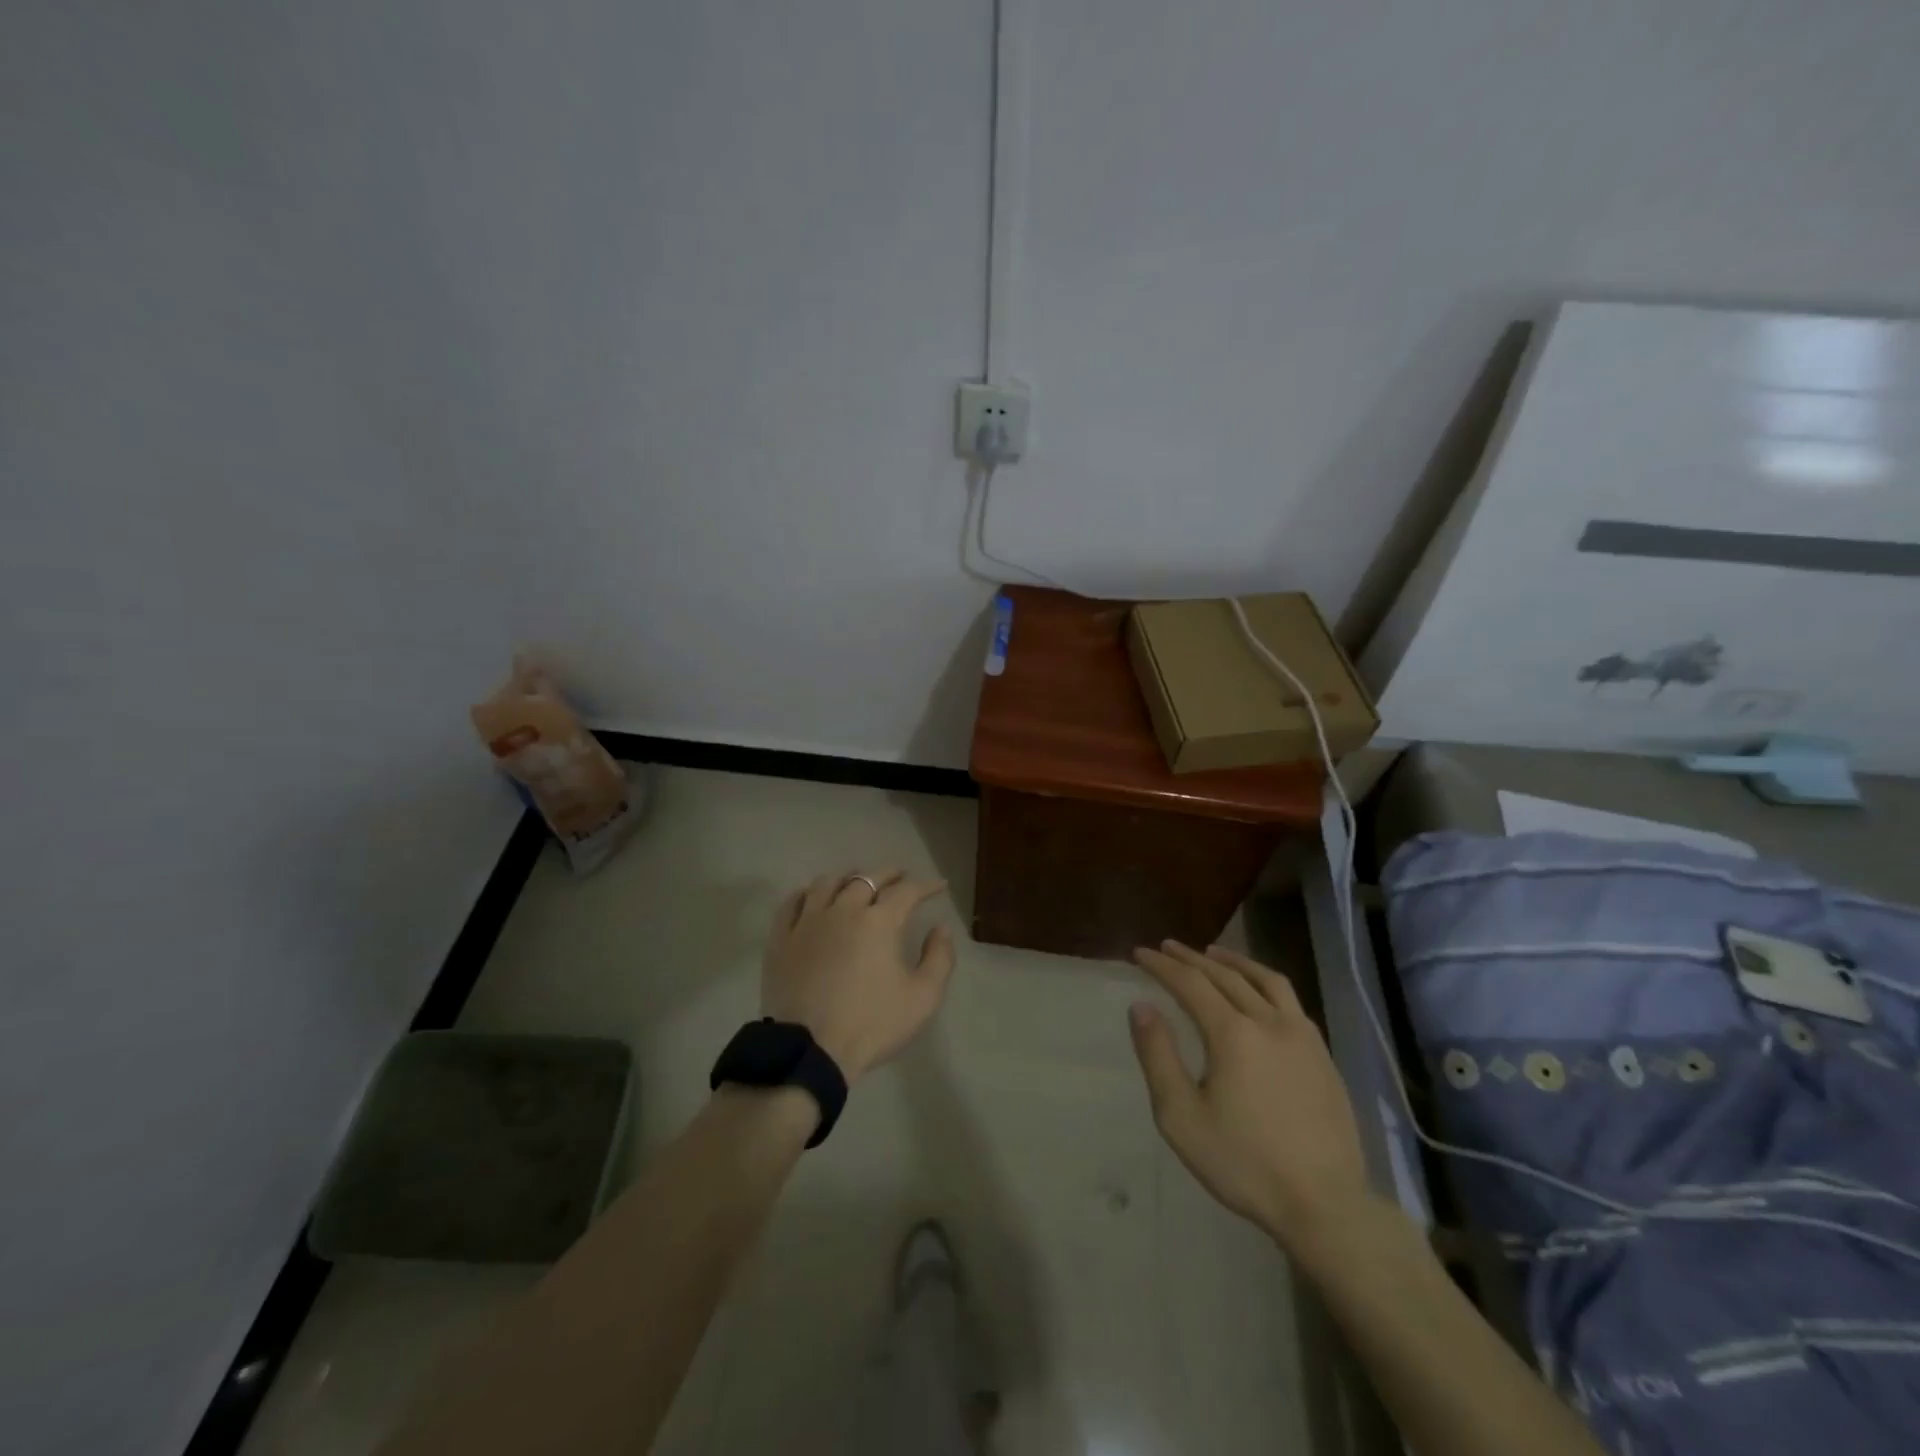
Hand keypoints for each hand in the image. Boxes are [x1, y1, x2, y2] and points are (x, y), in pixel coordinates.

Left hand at [761, 870, 956, 1083]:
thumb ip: (939, 959)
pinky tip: (812, 896)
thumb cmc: (871, 1025)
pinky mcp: (781, 938)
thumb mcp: (922, 998)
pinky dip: (807, 892)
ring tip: (856, 881)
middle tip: (900, 876)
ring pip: (827, 883)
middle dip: (889, 874)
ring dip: (848, 877)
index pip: (907, 891)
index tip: (939, 887)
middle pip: (867, 879)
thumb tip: (941, 928)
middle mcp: (843, 910)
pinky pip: (792, 902)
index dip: (926, 886)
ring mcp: (808, 922)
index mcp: (879, 922)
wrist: (810, 1051)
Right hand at [1129, 941, 1368, 1252]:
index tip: (1140, 953)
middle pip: (1225, 975)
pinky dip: (1265, 983)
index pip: (1190, 983)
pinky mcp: (1322, 1055)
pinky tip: (1259, 993)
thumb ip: (1158, 1056)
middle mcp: (1269, 1021)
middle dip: (1192, 958)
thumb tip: (1141, 1006)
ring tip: (1213, 953)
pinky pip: (1290, 1001)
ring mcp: (1302, 1036)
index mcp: (1233, 1033)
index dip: (1162, 966)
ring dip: (1234, 962)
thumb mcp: (1181, 1116)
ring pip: (1265, 981)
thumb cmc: (1243, 1163)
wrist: (1324, 1205)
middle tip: (1168, 948)